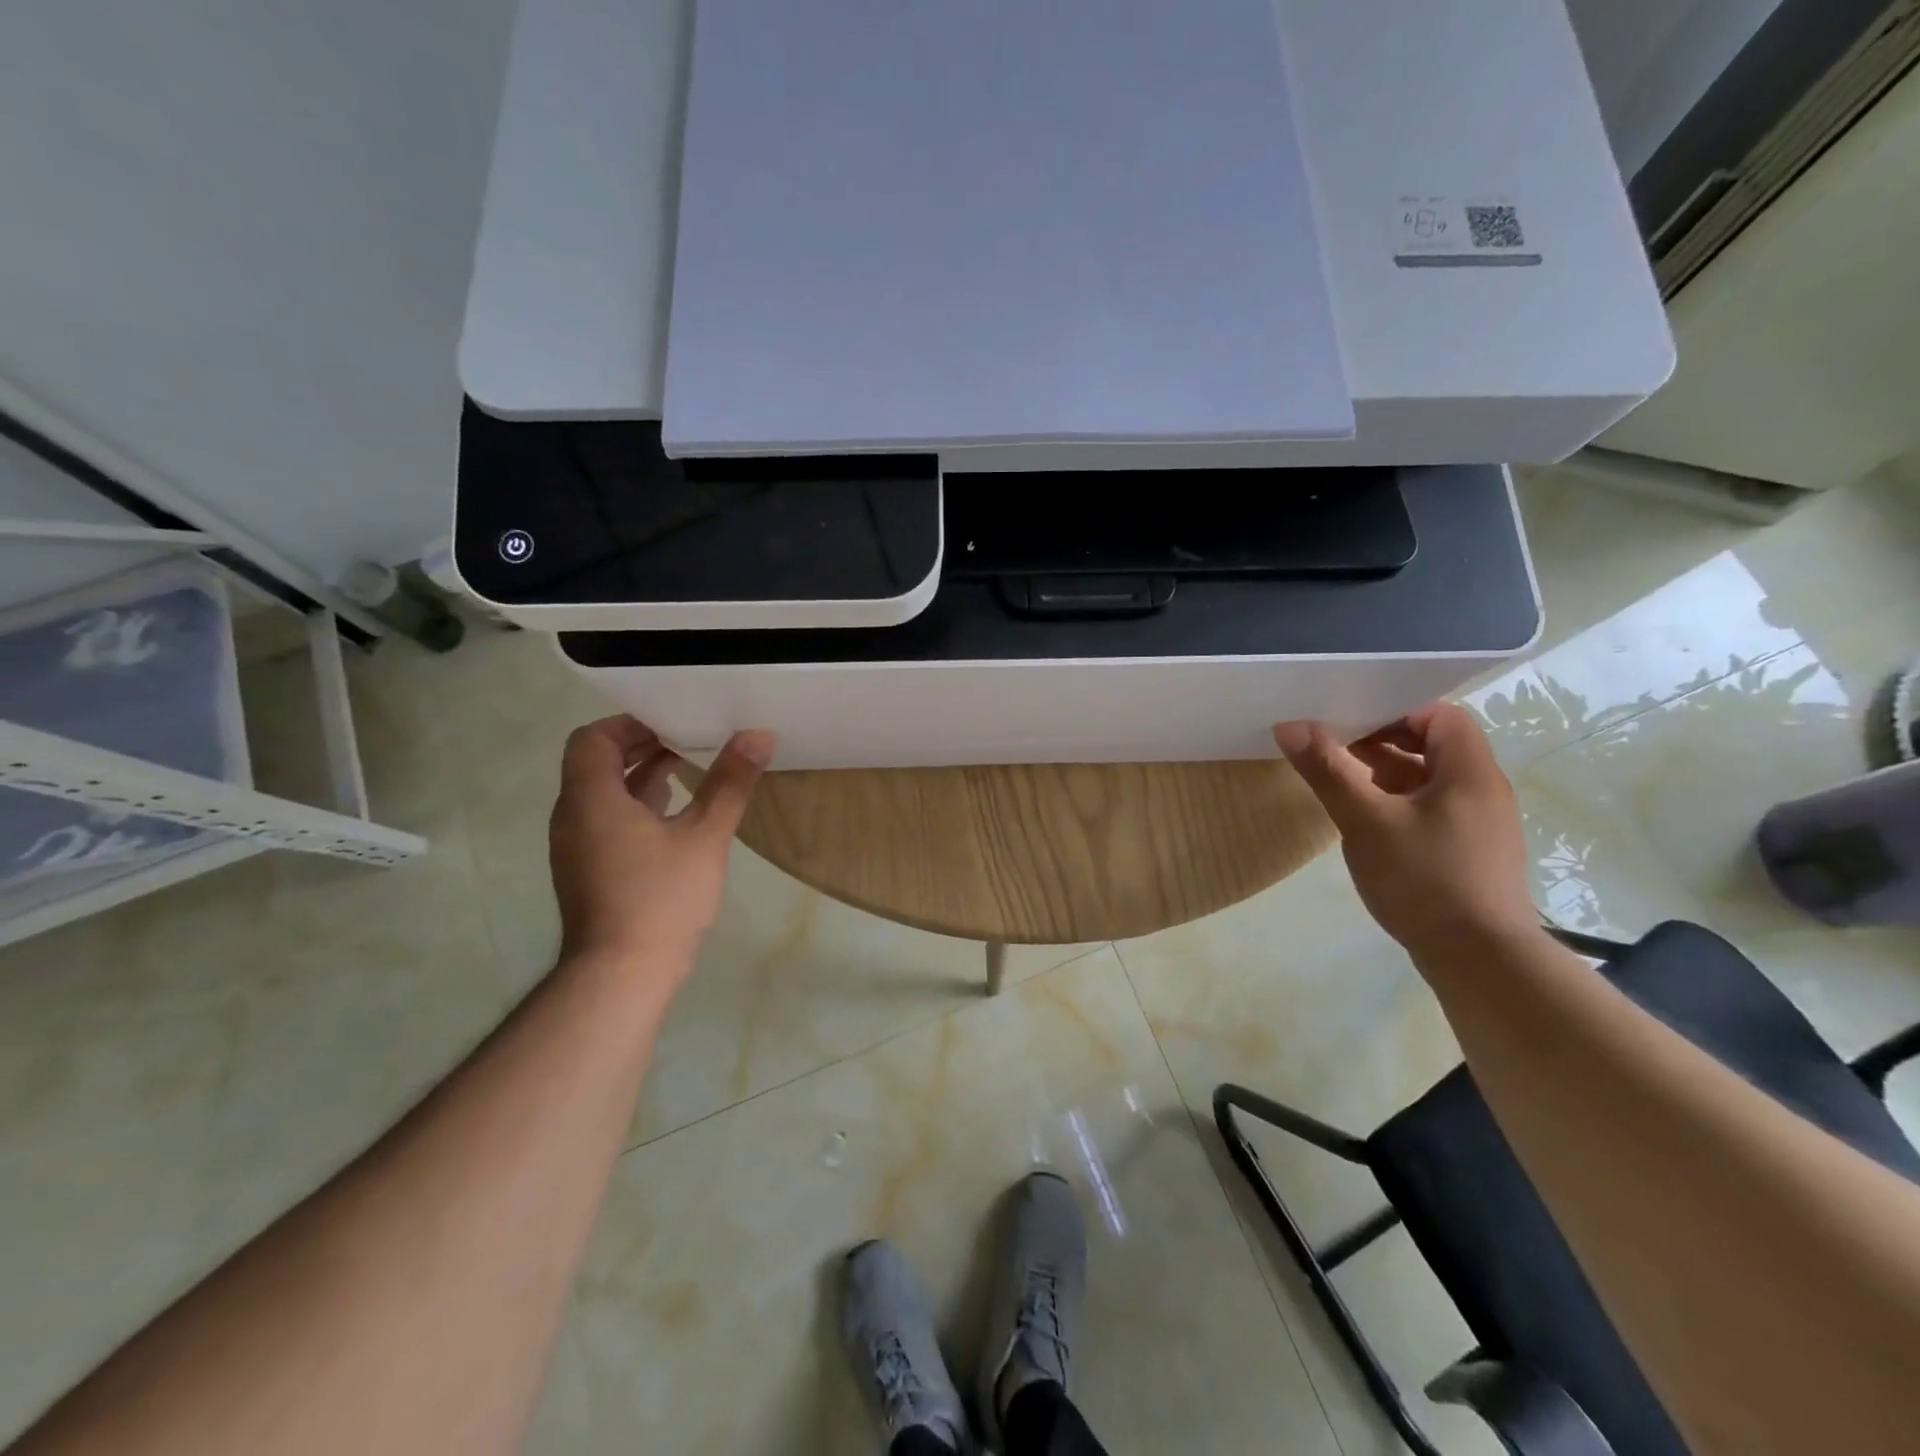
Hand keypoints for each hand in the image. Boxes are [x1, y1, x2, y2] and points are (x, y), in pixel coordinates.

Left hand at [548, 716, 774, 979]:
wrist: (622, 974)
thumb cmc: (661, 897)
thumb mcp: (705, 835)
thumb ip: (730, 782)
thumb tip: (759, 735)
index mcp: (592, 799)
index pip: (592, 739)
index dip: (628, 723)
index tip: (670, 720)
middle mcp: (573, 816)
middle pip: (595, 763)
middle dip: (639, 745)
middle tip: (685, 735)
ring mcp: (577, 846)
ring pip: (602, 792)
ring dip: (639, 775)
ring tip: (686, 765)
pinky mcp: (588, 870)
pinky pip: (606, 819)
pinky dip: (636, 804)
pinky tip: (675, 813)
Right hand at [1274, 705, 1538, 959]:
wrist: (1480, 960)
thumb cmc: (1424, 878)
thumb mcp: (1366, 821)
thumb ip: (1328, 770)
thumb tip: (1290, 725)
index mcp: (1469, 772)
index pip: (1438, 715)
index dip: (1394, 713)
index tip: (1349, 727)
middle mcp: (1481, 790)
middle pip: (1431, 747)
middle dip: (1379, 745)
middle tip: (1332, 754)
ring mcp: (1478, 825)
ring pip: (1427, 782)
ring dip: (1383, 777)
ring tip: (1338, 787)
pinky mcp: (1469, 853)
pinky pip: (1429, 811)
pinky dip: (1396, 806)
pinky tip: (1365, 826)